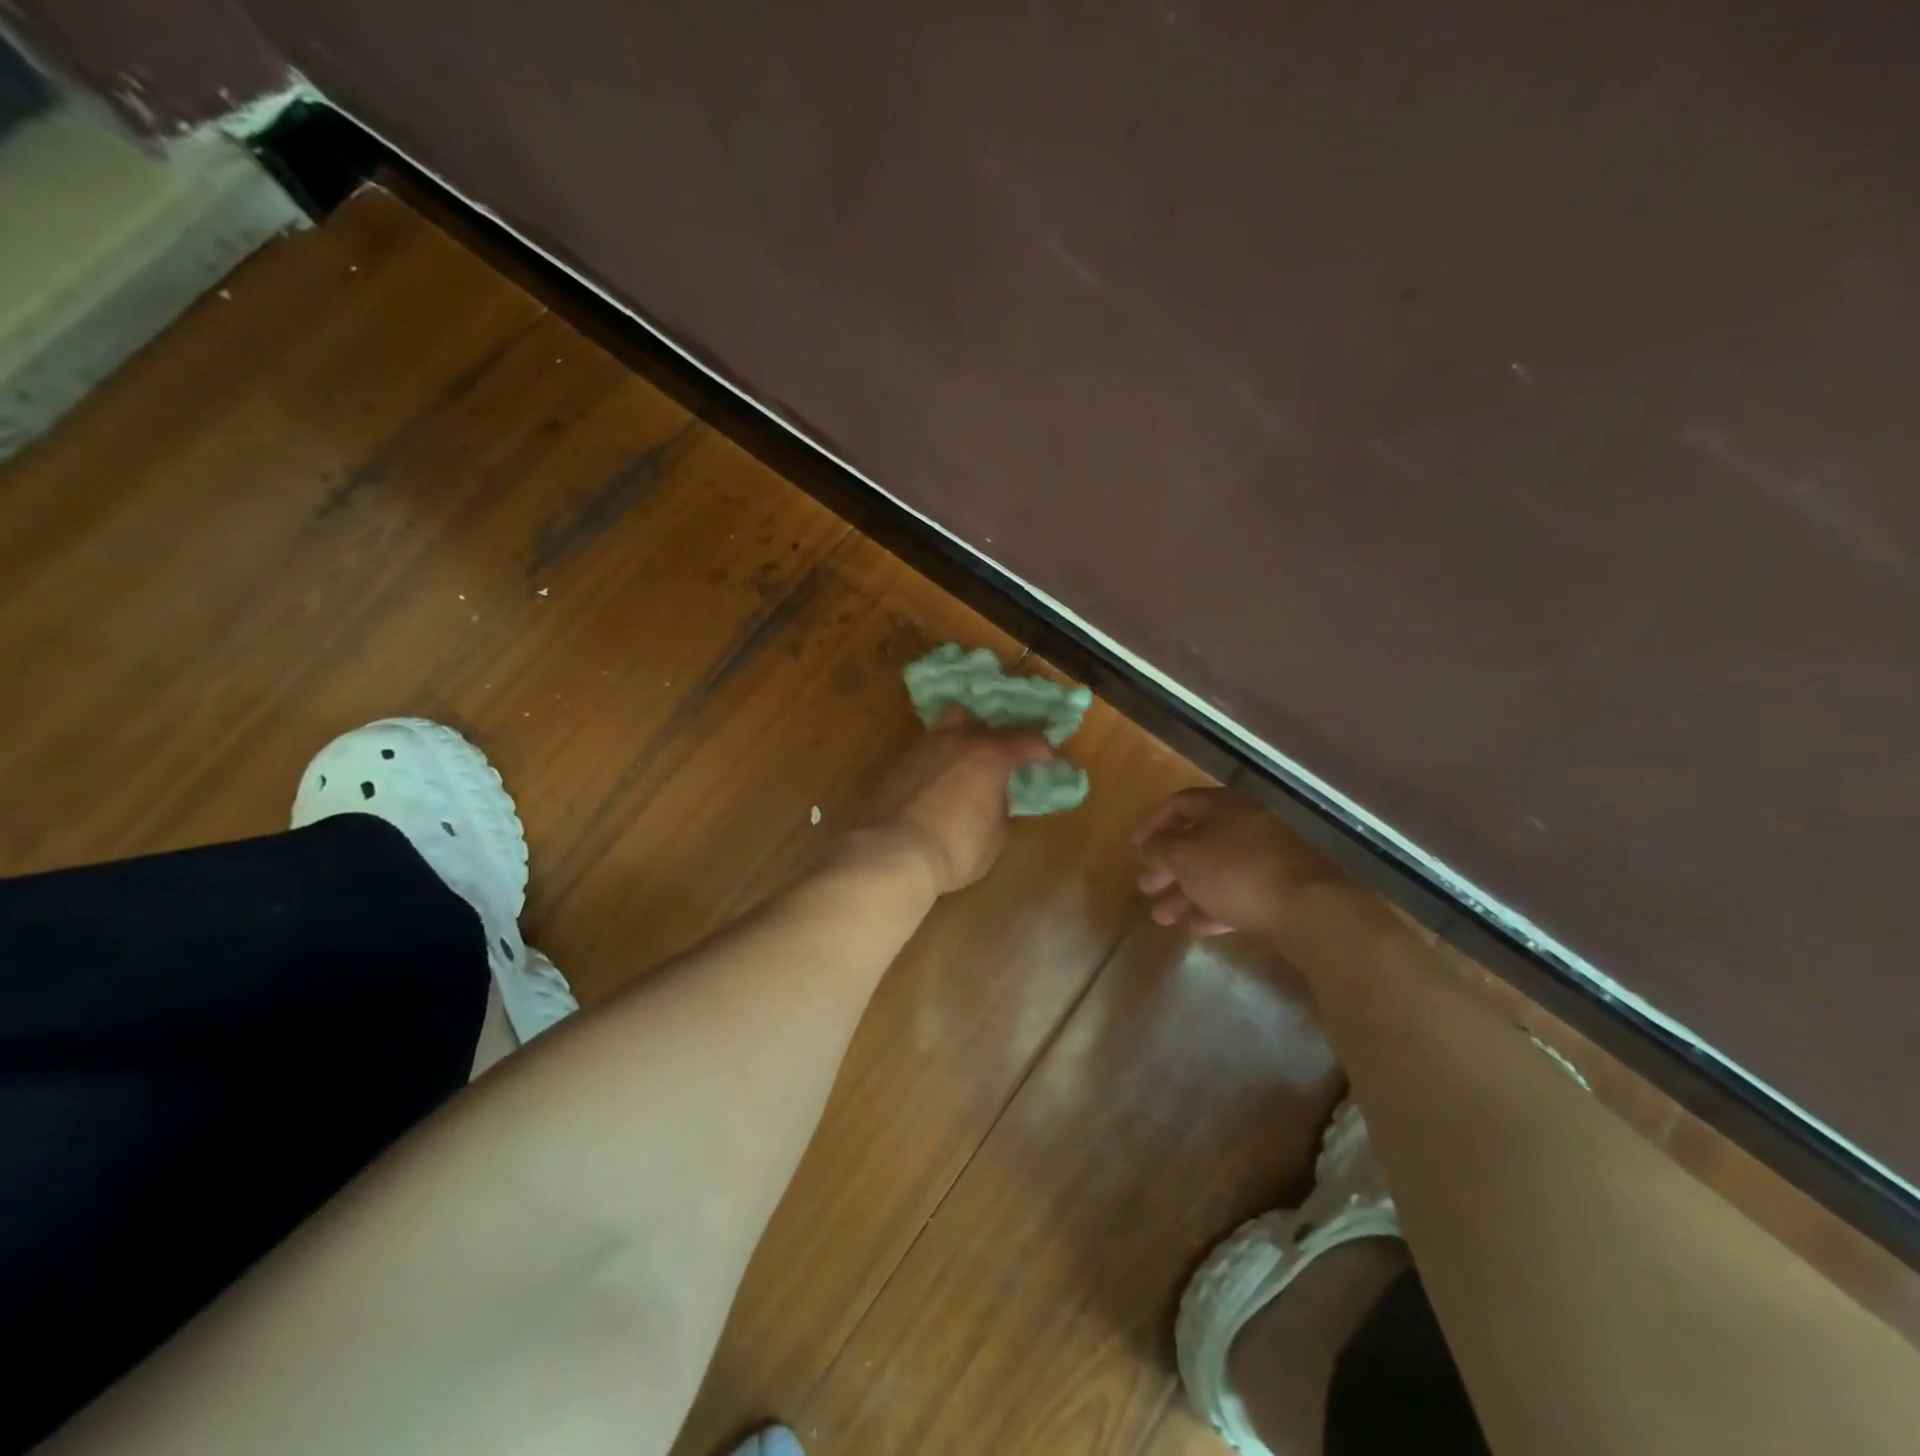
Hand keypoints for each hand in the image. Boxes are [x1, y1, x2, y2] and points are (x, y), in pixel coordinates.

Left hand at [861, 707, 1056, 894]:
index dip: (1040, 748)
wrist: (893, 852)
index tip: (1047, 759)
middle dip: (990, 733)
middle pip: (976, 719)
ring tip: (965, 771)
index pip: (1025, 738)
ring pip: (944, 732)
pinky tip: (938, 788)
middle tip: (998, 756)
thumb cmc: (957, 846)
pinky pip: (924, 755)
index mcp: (989, 754)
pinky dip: (936, 766)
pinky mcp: (896, 766)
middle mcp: (955, 740)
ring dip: (959, 746)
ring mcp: (921, 749)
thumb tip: (995, 799)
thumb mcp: (996, 835)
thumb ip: (1001, 807)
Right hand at [1133, 787, 1344, 938]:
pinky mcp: (1281, 891)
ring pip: (1216, 872)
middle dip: (1168, 867)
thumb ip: (1161, 848)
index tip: (1135, 846)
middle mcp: (1248, 826)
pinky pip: (1238, 895)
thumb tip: (1151, 845)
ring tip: (1162, 918)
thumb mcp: (1185, 856)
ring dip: (1186, 893)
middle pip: (1198, 841)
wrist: (1310, 909)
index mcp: (1225, 806)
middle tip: (1146, 888)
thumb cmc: (1236, 871)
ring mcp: (1268, 859)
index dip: (1153, 823)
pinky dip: (1214, 908)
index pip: (1180, 804)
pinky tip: (1195, 927)